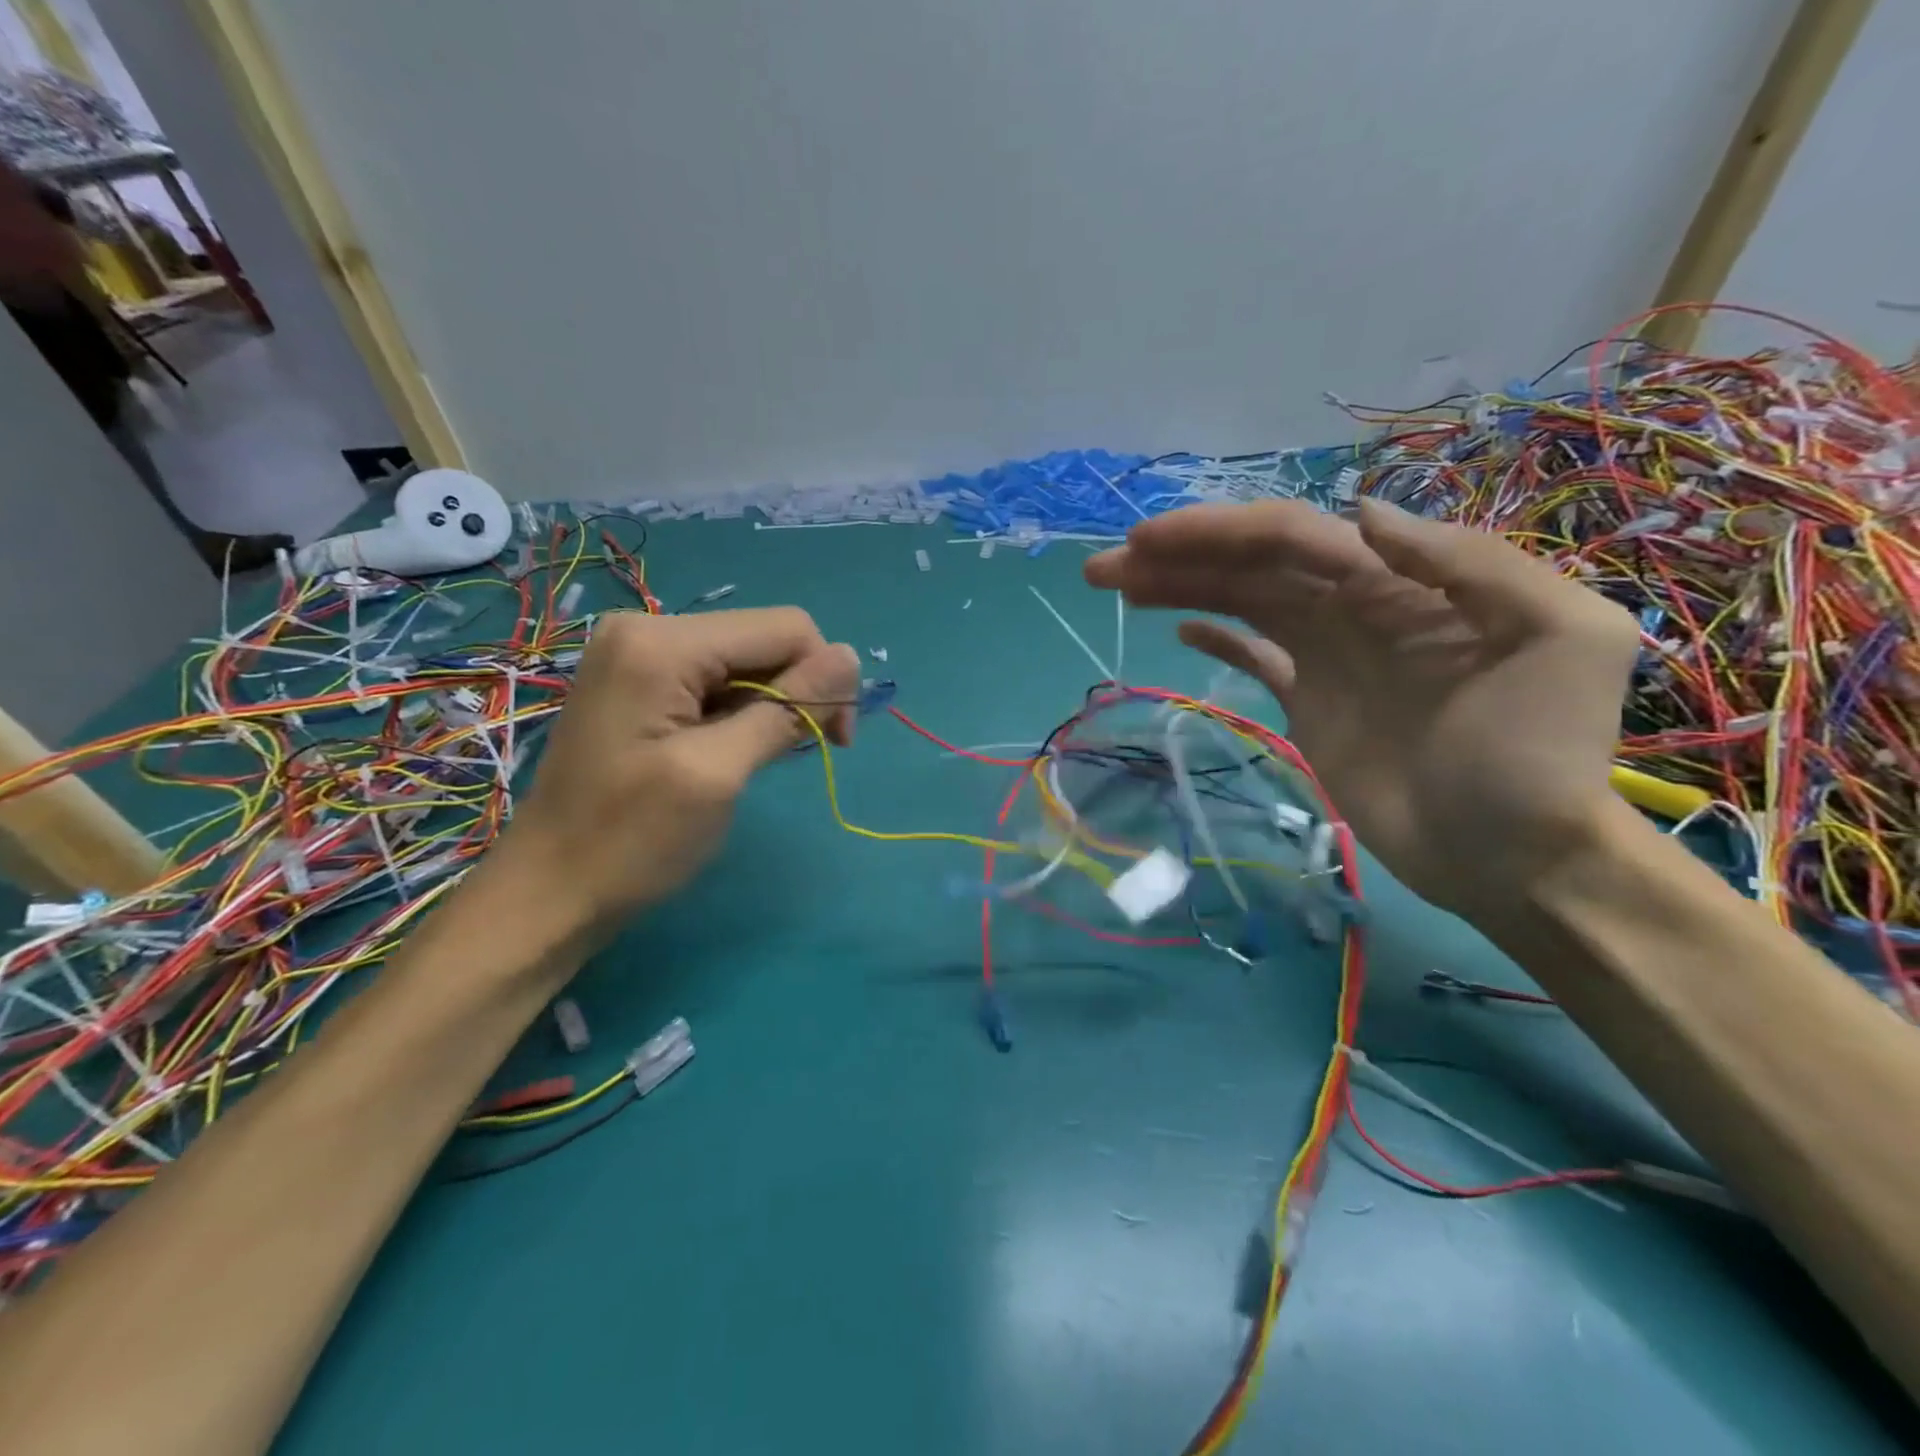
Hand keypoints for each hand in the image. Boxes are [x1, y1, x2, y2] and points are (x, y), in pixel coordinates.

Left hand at [501, 607, 859, 932]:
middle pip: (763, 640)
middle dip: (797, 691)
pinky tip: (732, 751)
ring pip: (744, 661)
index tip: (835, 742)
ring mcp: (638, 655)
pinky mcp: (638, 682)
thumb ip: (786, 708)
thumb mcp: (718, 773)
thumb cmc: (631, 842)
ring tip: (756, 761)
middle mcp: (648, 630)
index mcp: (663, 643)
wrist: (548, 895)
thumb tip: (850, 656)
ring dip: (770, 706)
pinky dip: (740, 712)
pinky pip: (714, 680)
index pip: (785, 629)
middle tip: (800, 754)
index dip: (825, 678)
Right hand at [1084, 498, 1638, 923]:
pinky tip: (1180, 627)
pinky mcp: (1307, 704)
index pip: (1292, 538)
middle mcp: (1354, 607)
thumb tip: (1360, 514)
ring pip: (1241, 604)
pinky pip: (1254, 656)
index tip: (1147, 542)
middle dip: (1178, 557)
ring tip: (1116, 584)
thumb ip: (1469, 565)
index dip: (1217, 533)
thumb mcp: (1559, 638)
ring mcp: (1326, 657)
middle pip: (1251, 566)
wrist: (1518, 855)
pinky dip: (1217, 636)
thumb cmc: (1539, 754)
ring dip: (1179, 588)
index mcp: (1401, 581)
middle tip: (1103, 566)